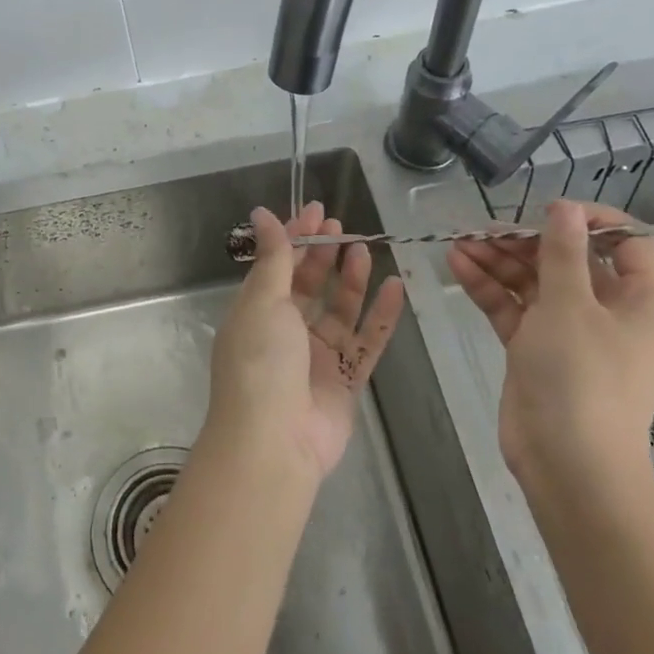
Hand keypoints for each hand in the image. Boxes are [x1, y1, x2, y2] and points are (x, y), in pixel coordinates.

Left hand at [207, 203, 405, 478]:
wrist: (273, 442)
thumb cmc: (260, 362)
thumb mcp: (263, 300)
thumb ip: (273, 257)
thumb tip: (262, 212)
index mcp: (257, 311)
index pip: (279, 265)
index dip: (296, 236)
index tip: (317, 211)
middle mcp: (285, 331)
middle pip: (309, 285)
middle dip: (324, 254)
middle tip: (342, 228)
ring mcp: (316, 357)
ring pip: (339, 310)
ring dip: (352, 280)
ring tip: (365, 251)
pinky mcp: (345, 381)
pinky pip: (367, 341)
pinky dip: (380, 316)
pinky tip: (396, 287)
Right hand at [446, 200, 653, 499]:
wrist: (567, 465)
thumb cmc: (581, 378)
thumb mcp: (570, 305)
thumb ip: (563, 252)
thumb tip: (565, 208)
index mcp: (640, 301)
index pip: (629, 243)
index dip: (592, 220)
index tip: (549, 211)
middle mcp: (609, 312)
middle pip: (570, 260)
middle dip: (527, 240)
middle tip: (487, 229)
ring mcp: (570, 331)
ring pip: (535, 281)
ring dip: (499, 261)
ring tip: (460, 243)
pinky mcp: (536, 348)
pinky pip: (514, 307)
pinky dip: (489, 287)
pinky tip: (457, 265)